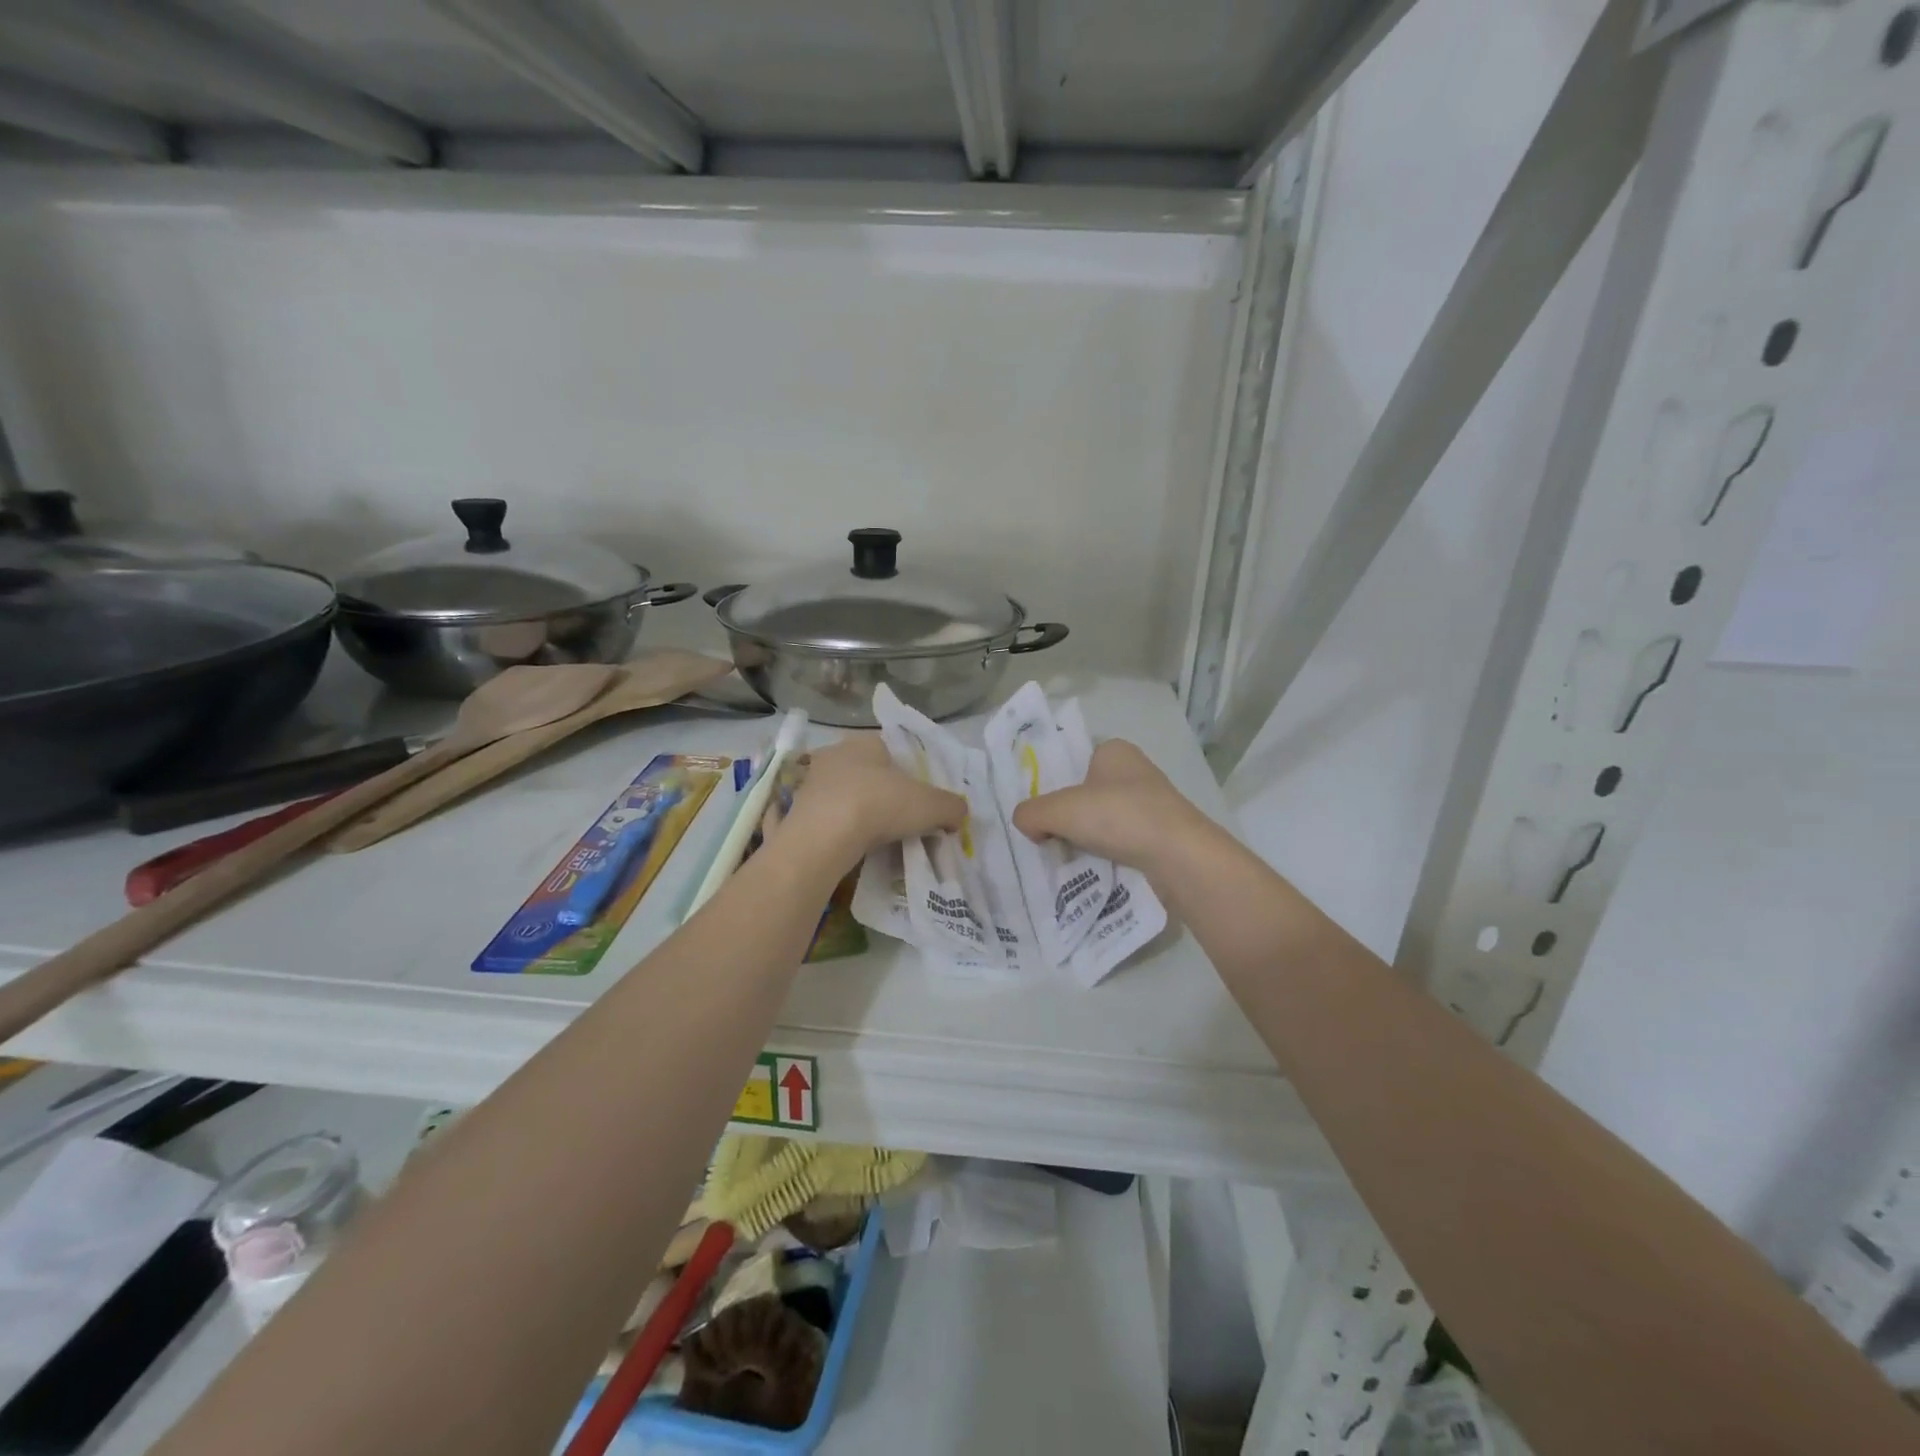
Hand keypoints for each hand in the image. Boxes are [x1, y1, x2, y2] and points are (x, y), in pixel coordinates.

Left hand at [777, 736, 966, 867]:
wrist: (822, 838)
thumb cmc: (879, 805)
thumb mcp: (930, 806)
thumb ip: (951, 807)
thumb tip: (958, 814)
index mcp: (865, 742)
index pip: (890, 750)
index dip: (907, 773)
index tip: (917, 799)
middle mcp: (834, 754)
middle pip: (866, 772)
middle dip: (881, 793)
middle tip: (899, 819)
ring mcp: (810, 782)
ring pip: (843, 795)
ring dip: (857, 812)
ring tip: (875, 837)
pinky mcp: (795, 811)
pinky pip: (825, 818)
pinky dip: (837, 830)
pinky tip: (850, 847)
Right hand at [1011, 739, 1212, 875]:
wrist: (1179, 858)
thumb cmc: (1119, 817)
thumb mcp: (1060, 810)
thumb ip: (1031, 813)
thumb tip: (1027, 826)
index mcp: (1115, 751)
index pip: (1074, 761)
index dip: (1054, 785)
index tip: (1039, 811)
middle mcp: (1136, 772)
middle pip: (1086, 795)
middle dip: (1068, 817)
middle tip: (1044, 838)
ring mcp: (1152, 805)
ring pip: (1104, 821)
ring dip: (1086, 839)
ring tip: (1064, 859)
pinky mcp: (1161, 837)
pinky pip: (1122, 843)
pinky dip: (1106, 856)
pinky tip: (1091, 871)